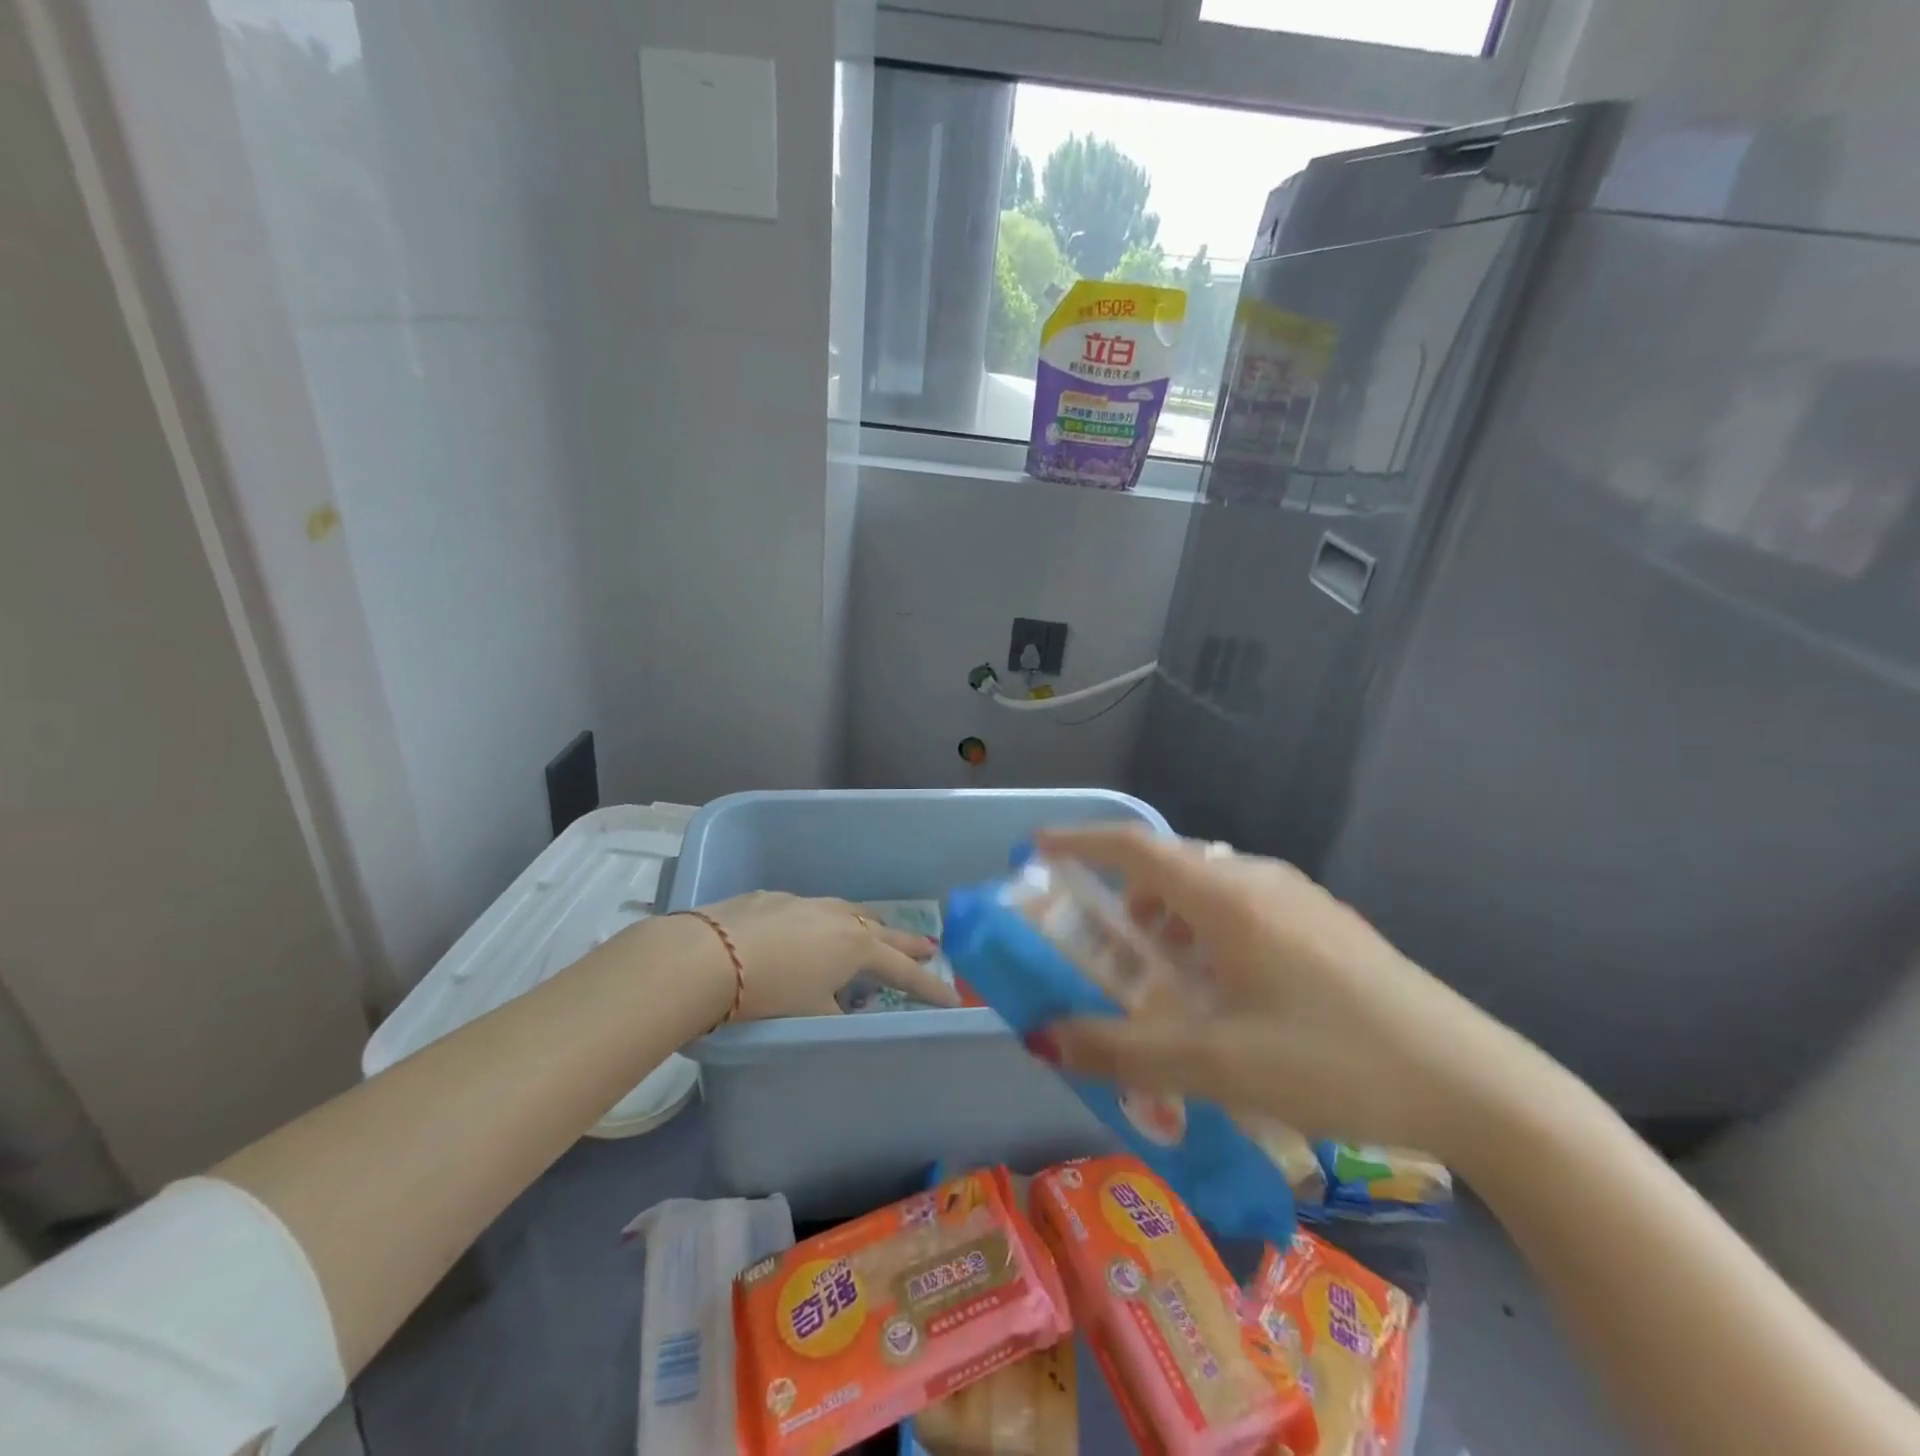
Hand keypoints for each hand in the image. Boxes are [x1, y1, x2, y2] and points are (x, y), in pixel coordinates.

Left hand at [694, 892, 958, 1020]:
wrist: (708, 957)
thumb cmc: (769, 993)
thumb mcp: (810, 1015)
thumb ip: (836, 1014)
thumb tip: (844, 1012)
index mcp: (856, 946)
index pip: (903, 971)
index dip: (929, 987)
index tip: (954, 998)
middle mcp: (839, 917)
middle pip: (883, 930)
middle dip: (907, 944)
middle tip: (929, 949)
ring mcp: (806, 902)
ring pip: (848, 911)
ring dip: (866, 925)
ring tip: (873, 932)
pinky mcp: (774, 898)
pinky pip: (811, 910)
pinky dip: (821, 922)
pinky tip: (807, 931)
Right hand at [1030, 825, 1536, 1160]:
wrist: (1476, 1086)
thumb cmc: (1333, 1060)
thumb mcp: (1216, 1064)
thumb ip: (1121, 1050)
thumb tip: (1043, 1037)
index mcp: (1229, 898)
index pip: (1136, 848)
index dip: (1082, 841)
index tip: (1039, 847)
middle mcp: (1262, 882)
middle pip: (1172, 868)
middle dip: (1125, 898)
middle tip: (1105, 945)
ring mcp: (1303, 901)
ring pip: (1211, 891)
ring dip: (1171, 921)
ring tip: (1165, 979)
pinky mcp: (1331, 928)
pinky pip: (1246, 910)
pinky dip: (1210, 934)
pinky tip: (1227, 992)